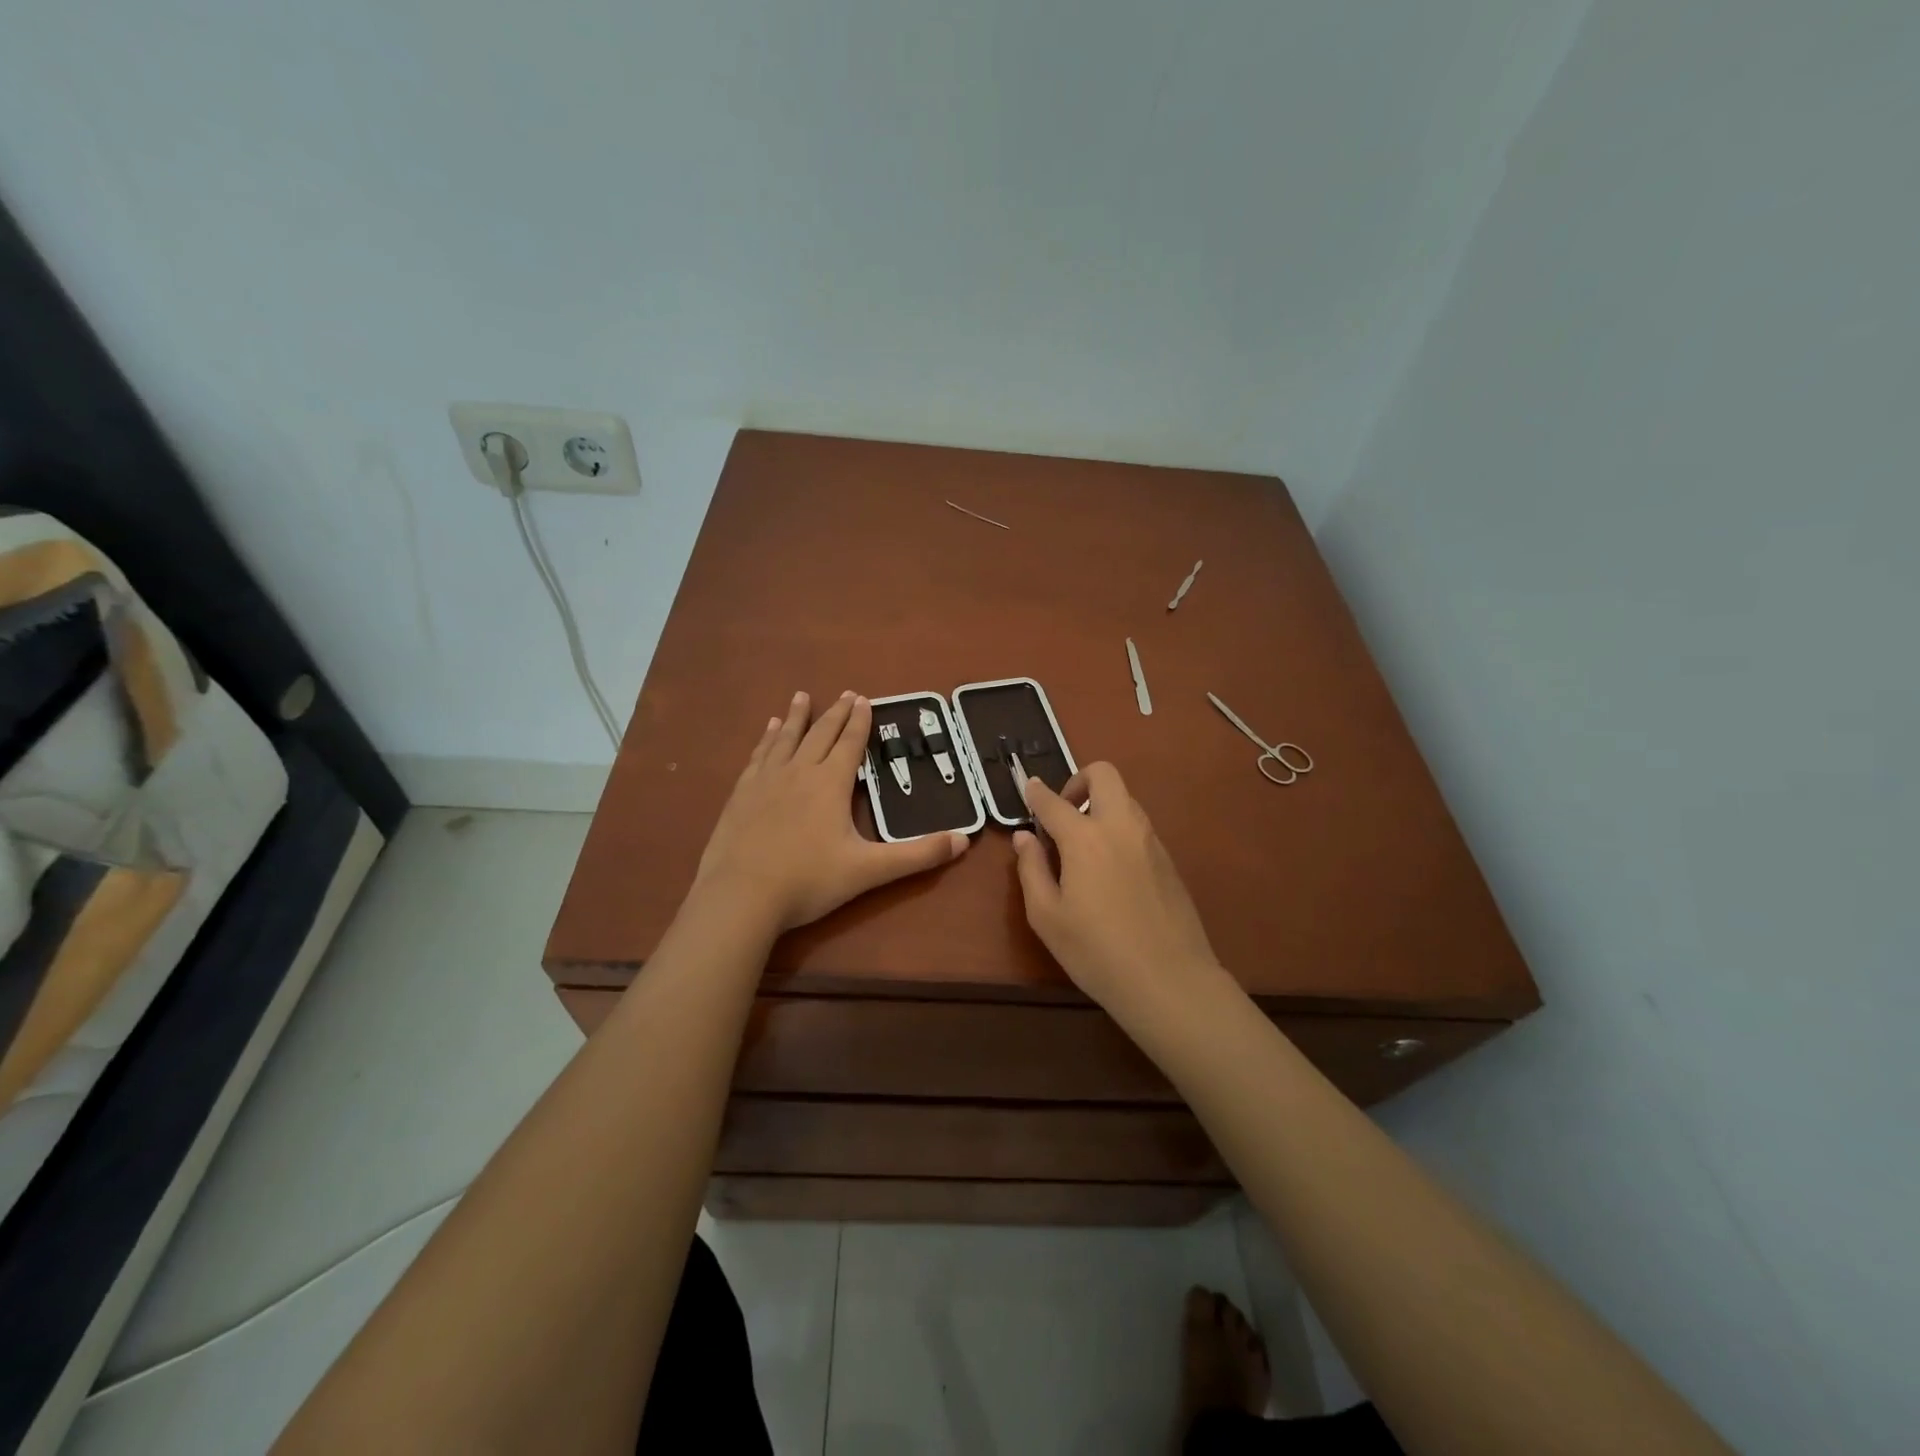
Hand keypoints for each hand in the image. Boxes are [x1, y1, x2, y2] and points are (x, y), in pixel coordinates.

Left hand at [695, 691, 968, 930]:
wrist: (741, 896)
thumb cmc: (809, 881)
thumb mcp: (869, 870)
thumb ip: (917, 855)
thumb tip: (964, 840)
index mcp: (830, 784)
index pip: (850, 744)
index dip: (860, 722)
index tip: (864, 699)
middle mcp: (799, 772)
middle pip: (820, 734)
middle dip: (835, 714)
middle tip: (845, 694)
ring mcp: (766, 781)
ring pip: (786, 739)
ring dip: (797, 717)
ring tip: (801, 697)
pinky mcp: (741, 794)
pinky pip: (759, 756)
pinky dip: (767, 739)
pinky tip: (768, 732)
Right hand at [1012, 762, 1223, 1015]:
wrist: (1170, 981)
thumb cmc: (1096, 952)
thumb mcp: (1047, 917)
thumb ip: (1031, 869)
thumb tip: (1025, 838)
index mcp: (1085, 838)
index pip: (1054, 801)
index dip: (1036, 792)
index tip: (1027, 788)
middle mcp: (1121, 827)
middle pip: (1104, 775)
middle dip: (1079, 781)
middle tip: (1064, 814)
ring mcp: (1150, 841)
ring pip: (1126, 799)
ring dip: (1101, 806)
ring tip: (1083, 847)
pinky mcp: (1169, 860)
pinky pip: (1139, 827)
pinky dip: (1119, 830)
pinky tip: (1110, 872)